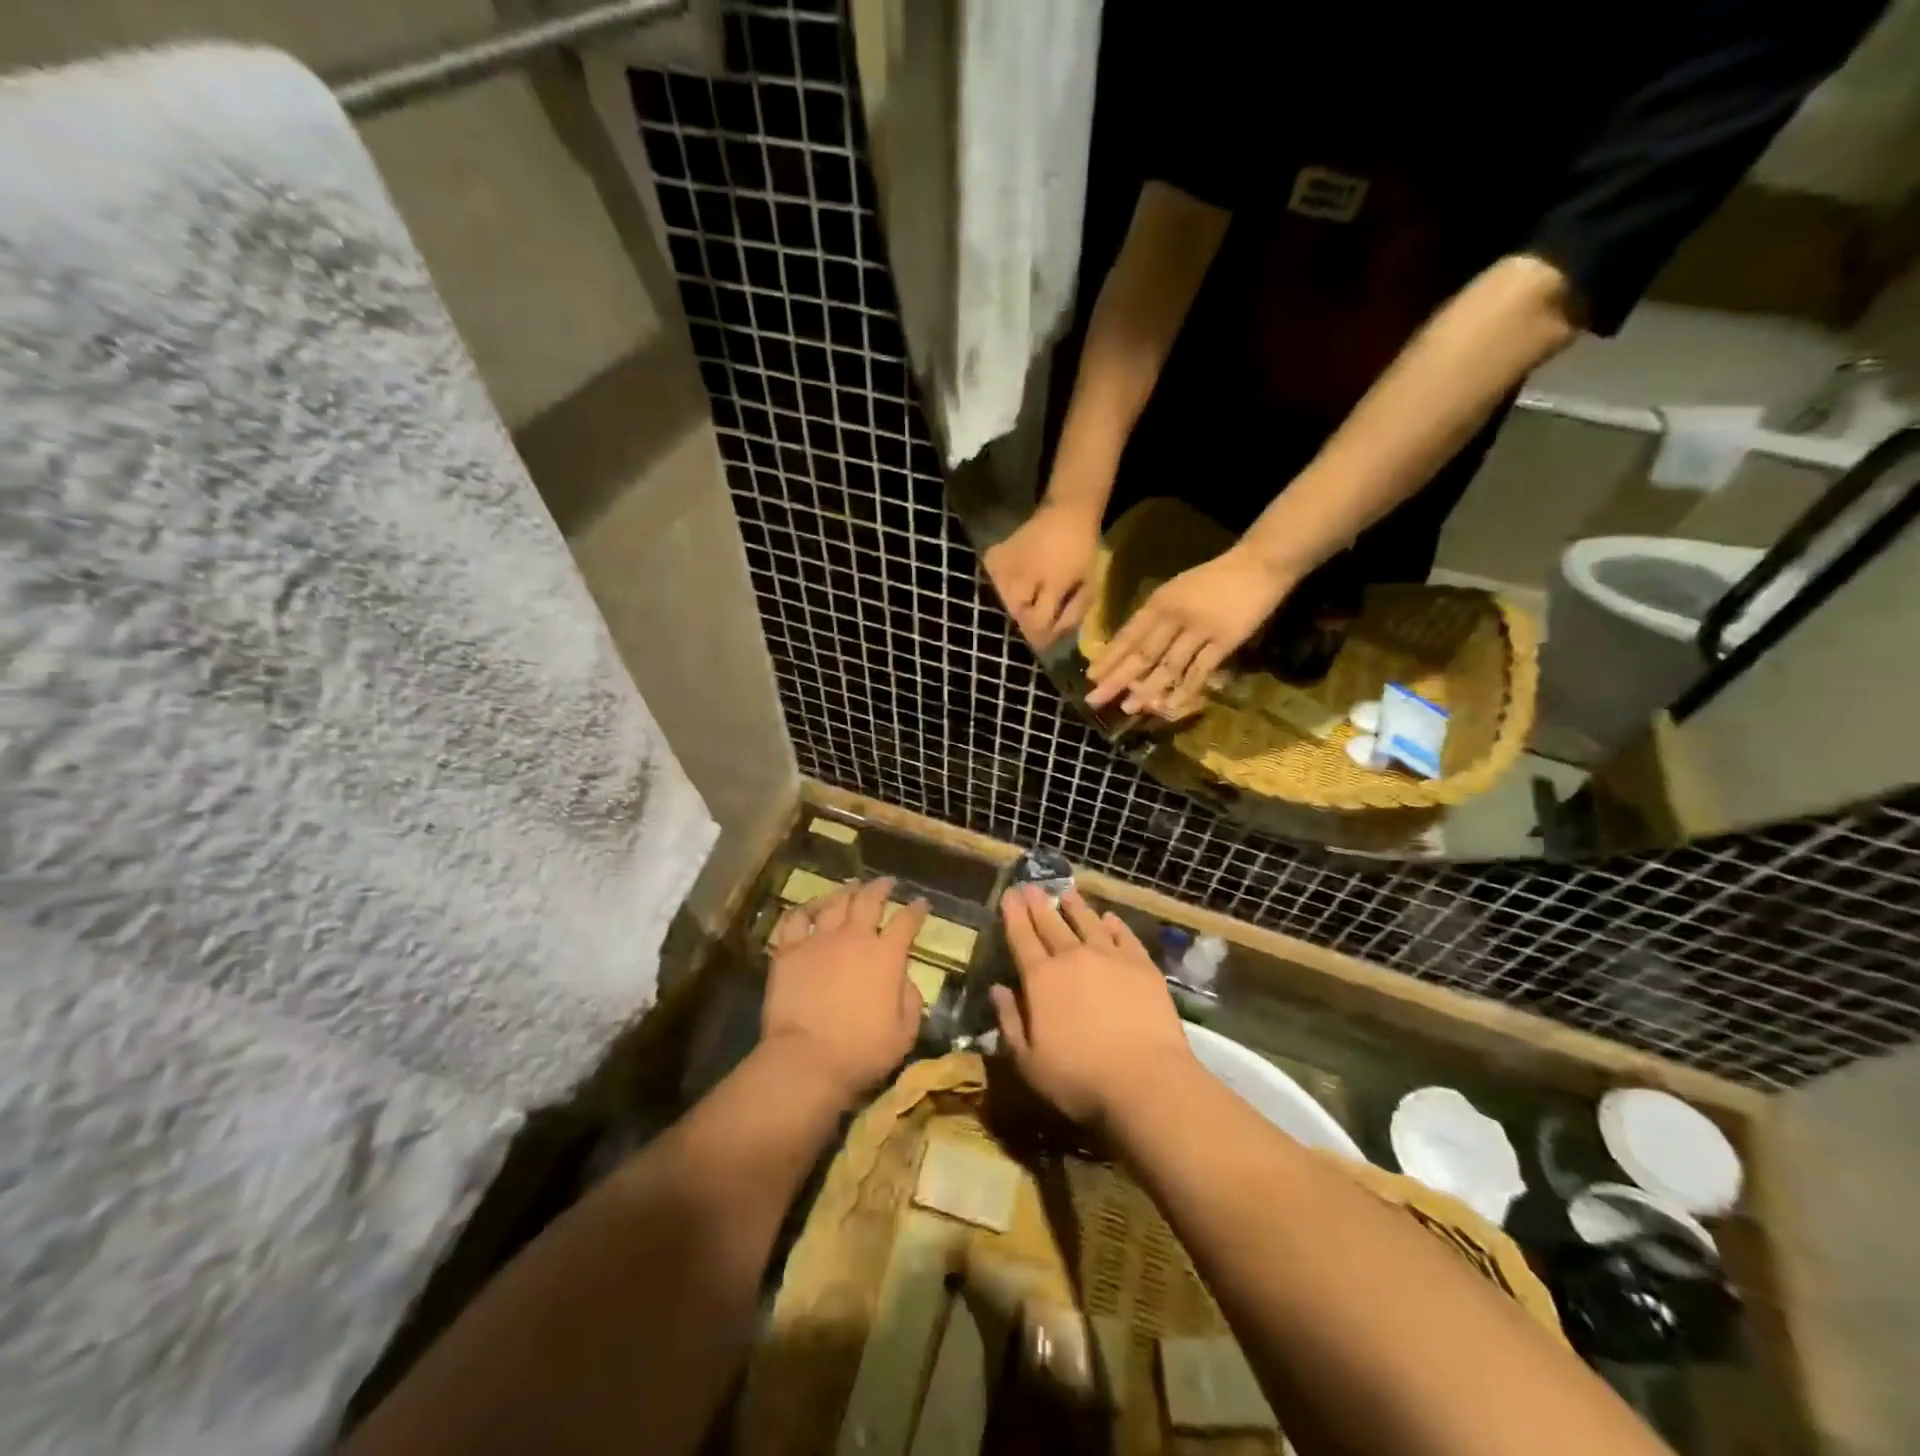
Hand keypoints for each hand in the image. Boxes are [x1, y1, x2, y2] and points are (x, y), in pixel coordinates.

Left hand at [761, 877, 927, 1105]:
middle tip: (886, 882)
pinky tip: (810, 909)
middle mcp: (854, 938)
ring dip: (846, 891)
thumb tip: (904, 979)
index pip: (907, 922)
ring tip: (852, 886)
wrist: (806, 1060)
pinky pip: (795, 919)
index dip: (916, 910)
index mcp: (886, 956)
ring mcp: (818, 940)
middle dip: (881, 887)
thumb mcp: (904, 1033)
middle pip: (869, 900)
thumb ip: (910, 1000)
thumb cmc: (861, 1051)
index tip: (922, 903)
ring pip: (834, 902)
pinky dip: (805, 909)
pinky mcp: (788, 951)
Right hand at [983, 499, 1103, 648]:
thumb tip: (1056, 634)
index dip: (1041, 636)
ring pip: (1003, 600)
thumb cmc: (1082, 549)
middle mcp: (1026, 576)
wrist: (1067, 511)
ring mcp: (1008, 564)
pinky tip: (1013, 586)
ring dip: (1015, 606)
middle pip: (1017, 614)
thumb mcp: (1088, 583)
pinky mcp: (996, 555)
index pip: (1038, 622)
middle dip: (1027, 620)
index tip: (1045, 642)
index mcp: (1053, 583)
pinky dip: (1000, 588)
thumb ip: (1073, 612)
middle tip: (1036, 620)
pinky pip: (993, 582)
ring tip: (1026, 602)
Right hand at [989, 885, 1196, 1127]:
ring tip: (1067, 894)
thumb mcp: (1028, 1061)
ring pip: (1088, 923)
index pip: (1022, 938)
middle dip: (1038, 904)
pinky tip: (1109, 918)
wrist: (1146, 1081)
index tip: (1009, 894)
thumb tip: (997, 989)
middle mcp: (1073, 958)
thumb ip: (1010, 1021)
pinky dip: (1114, 925)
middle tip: (1031, 886)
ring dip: (1075, 907)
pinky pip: (1124, 936)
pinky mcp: (1142, 966)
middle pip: (1052, 924)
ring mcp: (1110, 958)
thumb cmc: (1079, 1078)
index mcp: (1041, 979)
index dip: (1013, 915)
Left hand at [1084, 544, 1296, 717]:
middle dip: (1117, 678)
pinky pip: (1200, 670)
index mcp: (1159, 601)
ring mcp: (1200, 629)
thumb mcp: (1177, 590)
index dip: (1109, 657)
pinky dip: (1184, 689)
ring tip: (1128, 707)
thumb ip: (1156, 616)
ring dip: (1147, 688)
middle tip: (1095, 699)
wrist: (1258, 563)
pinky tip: (1170, 705)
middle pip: (1142, 653)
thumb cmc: (1214, 578)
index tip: (1091, 676)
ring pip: (1168, 665)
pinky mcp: (1225, 641)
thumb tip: (1131, 647)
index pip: (1128, 634)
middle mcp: (1174, 615)